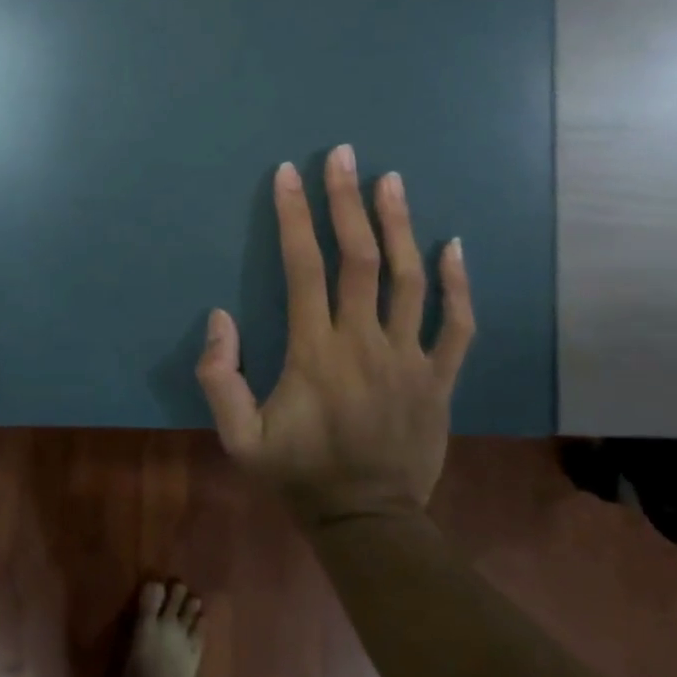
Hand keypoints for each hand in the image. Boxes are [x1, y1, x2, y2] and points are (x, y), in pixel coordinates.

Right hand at [196, 146, 473, 520]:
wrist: (368, 522)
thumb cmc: (298, 474)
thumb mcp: (238, 439)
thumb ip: (220, 378)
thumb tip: (220, 317)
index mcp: (315, 354)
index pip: (304, 269)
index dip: (294, 217)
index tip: (288, 175)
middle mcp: (365, 344)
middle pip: (360, 258)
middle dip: (347, 201)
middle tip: (342, 155)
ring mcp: (410, 359)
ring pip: (409, 280)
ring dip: (400, 225)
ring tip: (391, 180)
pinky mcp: (441, 379)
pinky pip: (457, 324)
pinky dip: (457, 282)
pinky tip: (453, 244)